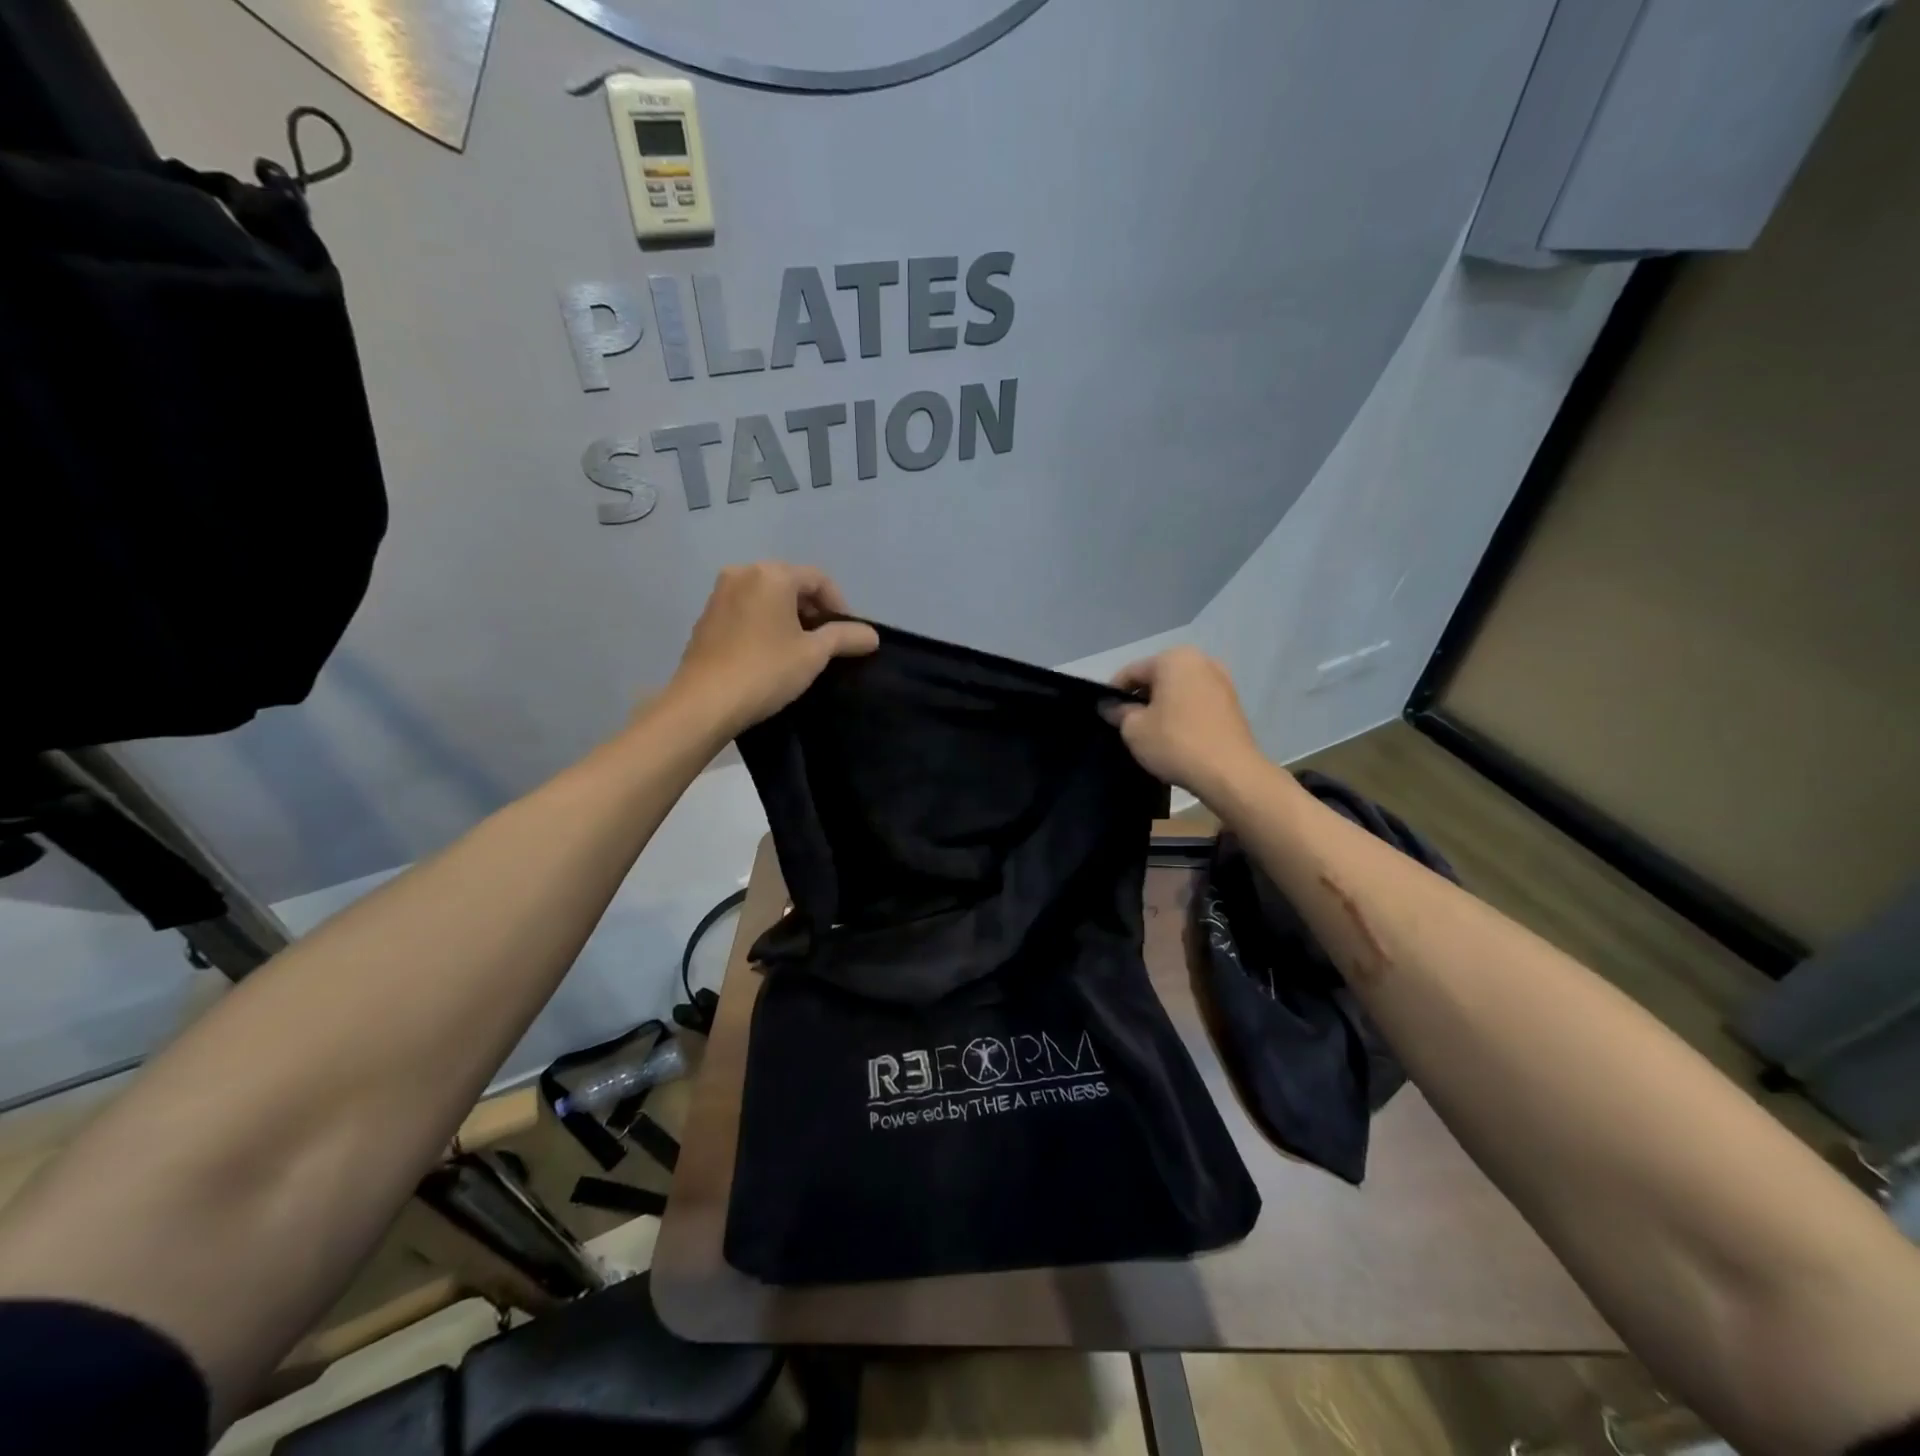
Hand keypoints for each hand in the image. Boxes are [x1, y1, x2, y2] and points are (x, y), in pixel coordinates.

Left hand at [664, 562, 878, 736]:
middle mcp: (743, 573)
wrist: (704, 702)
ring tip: (800, 650)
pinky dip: (764, 623)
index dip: (839, 606)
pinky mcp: (706, 617)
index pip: (818, 579)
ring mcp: (720, 594)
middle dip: (813, 610)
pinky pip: (746, 610)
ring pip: (767, 597)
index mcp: (771, 574)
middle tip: (826, 643)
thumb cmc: (765, 671)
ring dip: (789, 618)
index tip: (848, 636)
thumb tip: (873, 635)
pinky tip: (770, 653)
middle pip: (791, 584)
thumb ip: (845, 637)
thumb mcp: (813, 654)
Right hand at [1104, 648, 1268, 801]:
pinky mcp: (1232, 703)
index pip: (1131, 672)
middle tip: (1126, 725)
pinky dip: (1182, 713)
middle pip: (1157, 678)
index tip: (1105, 715)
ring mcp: (1222, 680)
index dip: (1113, 693)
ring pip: (1178, 690)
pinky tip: (1174, 736)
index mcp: (1174, 658)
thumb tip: (1108, 706)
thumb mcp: (1134, 729)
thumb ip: (1118, 712)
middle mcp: (1201, 660)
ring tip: (1150, 733)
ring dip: (1162, 707)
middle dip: (1140, 699)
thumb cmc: (1176, 742)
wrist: (1230, 773)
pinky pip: (1196, 702)